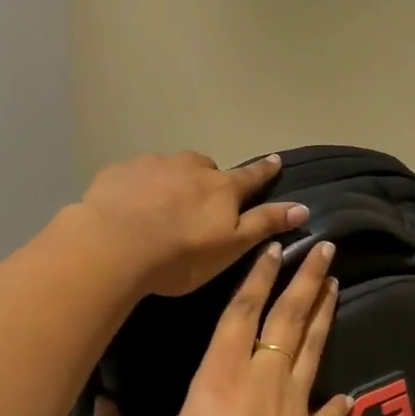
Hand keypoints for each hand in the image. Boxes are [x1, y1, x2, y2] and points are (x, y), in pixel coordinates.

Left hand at [76, 151, 307, 297]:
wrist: (112, 246)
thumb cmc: (180, 255)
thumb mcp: (230, 247)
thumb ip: (264, 224)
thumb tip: (302, 207)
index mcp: (221, 187)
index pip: (251, 176)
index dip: (265, 170)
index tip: (275, 160)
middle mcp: (191, 166)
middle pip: (207, 169)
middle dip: (207, 181)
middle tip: (198, 207)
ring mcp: (154, 164)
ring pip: (171, 169)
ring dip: (172, 182)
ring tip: (160, 210)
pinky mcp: (120, 170)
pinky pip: (137, 175)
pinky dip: (139, 187)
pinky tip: (129, 209)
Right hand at [88, 240, 351, 415]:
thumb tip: (93, 411)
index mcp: (221, 377)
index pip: (243, 313)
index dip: (258, 277)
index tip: (275, 247)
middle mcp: (263, 380)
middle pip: (289, 318)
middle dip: (307, 279)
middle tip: (326, 248)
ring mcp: (293, 408)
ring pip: (312, 350)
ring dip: (324, 316)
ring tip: (336, 286)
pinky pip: (326, 414)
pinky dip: (335, 403)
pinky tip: (345, 395)